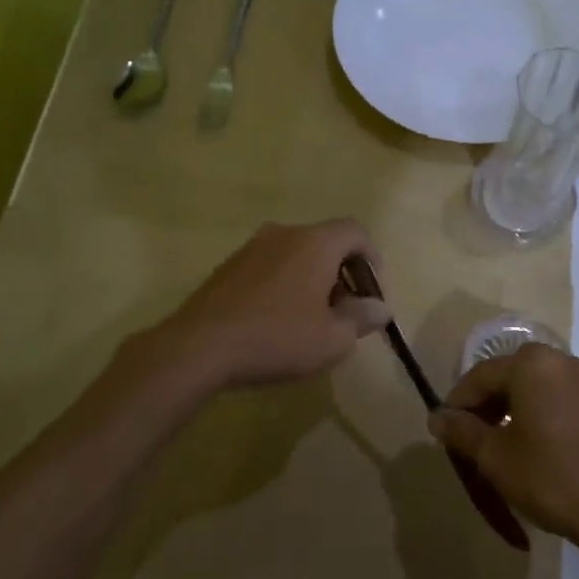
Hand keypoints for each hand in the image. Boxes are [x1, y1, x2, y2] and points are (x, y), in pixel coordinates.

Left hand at [159, 220, 390, 388]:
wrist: (199, 346)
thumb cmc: (276, 338)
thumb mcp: (332, 338)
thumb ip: (361, 318)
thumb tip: (380, 307)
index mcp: (314, 243)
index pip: (355, 232)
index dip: (372, 258)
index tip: (373, 292)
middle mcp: (283, 234)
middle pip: (325, 242)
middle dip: (342, 273)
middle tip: (345, 311)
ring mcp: (251, 247)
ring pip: (296, 254)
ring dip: (312, 279)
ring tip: (312, 318)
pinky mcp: (228, 266)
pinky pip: (270, 266)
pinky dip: (285, 284)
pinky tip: (278, 320)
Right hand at [428, 345, 578, 554]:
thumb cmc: (550, 478)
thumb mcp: (494, 457)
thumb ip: (462, 431)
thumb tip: (437, 417)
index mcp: (532, 364)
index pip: (482, 375)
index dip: (459, 402)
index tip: (447, 429)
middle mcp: (564, 360)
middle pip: (513, 375)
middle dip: (490, 402)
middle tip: (476, 436)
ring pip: (542, 385)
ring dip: (519, 406)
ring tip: (508, 441)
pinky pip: (567, 398)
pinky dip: (548, 412)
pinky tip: (545, 444)